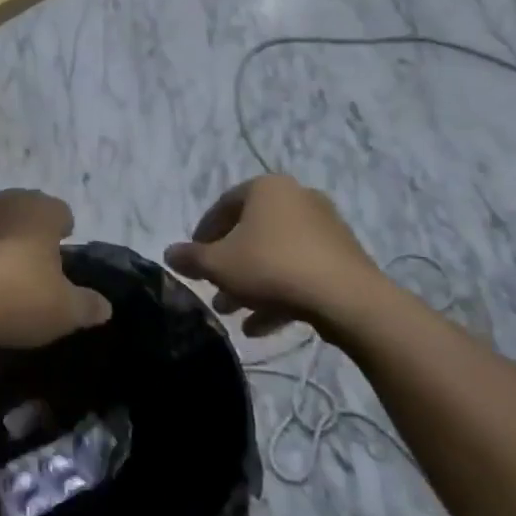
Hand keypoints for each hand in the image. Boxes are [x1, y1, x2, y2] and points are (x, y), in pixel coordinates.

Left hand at [0, 190, 111, 348]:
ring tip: (1, 275)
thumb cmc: (20, 295)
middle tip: (34, 262)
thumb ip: (87, 305)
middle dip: (29, 232)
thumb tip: (104, 307)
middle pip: (23, 211)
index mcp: (40, 210)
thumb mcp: (65, 310)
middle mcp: (3, 202)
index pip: (60, 210)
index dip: (64, 229)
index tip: (64, 248)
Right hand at [164, 175, 383, 336]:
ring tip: (230, 312)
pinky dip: (279, 293)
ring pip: (275, 255)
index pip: (224, 205)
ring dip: (250, 283)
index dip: (203, 234)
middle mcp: (298, 199)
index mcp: (267, 189)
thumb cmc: (271, 267)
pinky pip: (300, 271)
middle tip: (211, 288)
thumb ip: (190, 258)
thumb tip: (169, 253)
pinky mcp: (343, 258)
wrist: (346, 298)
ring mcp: (325, 228)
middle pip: (251, 232)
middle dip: (228, 264)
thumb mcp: (218, 265)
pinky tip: (259, 326)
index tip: (193, 258)